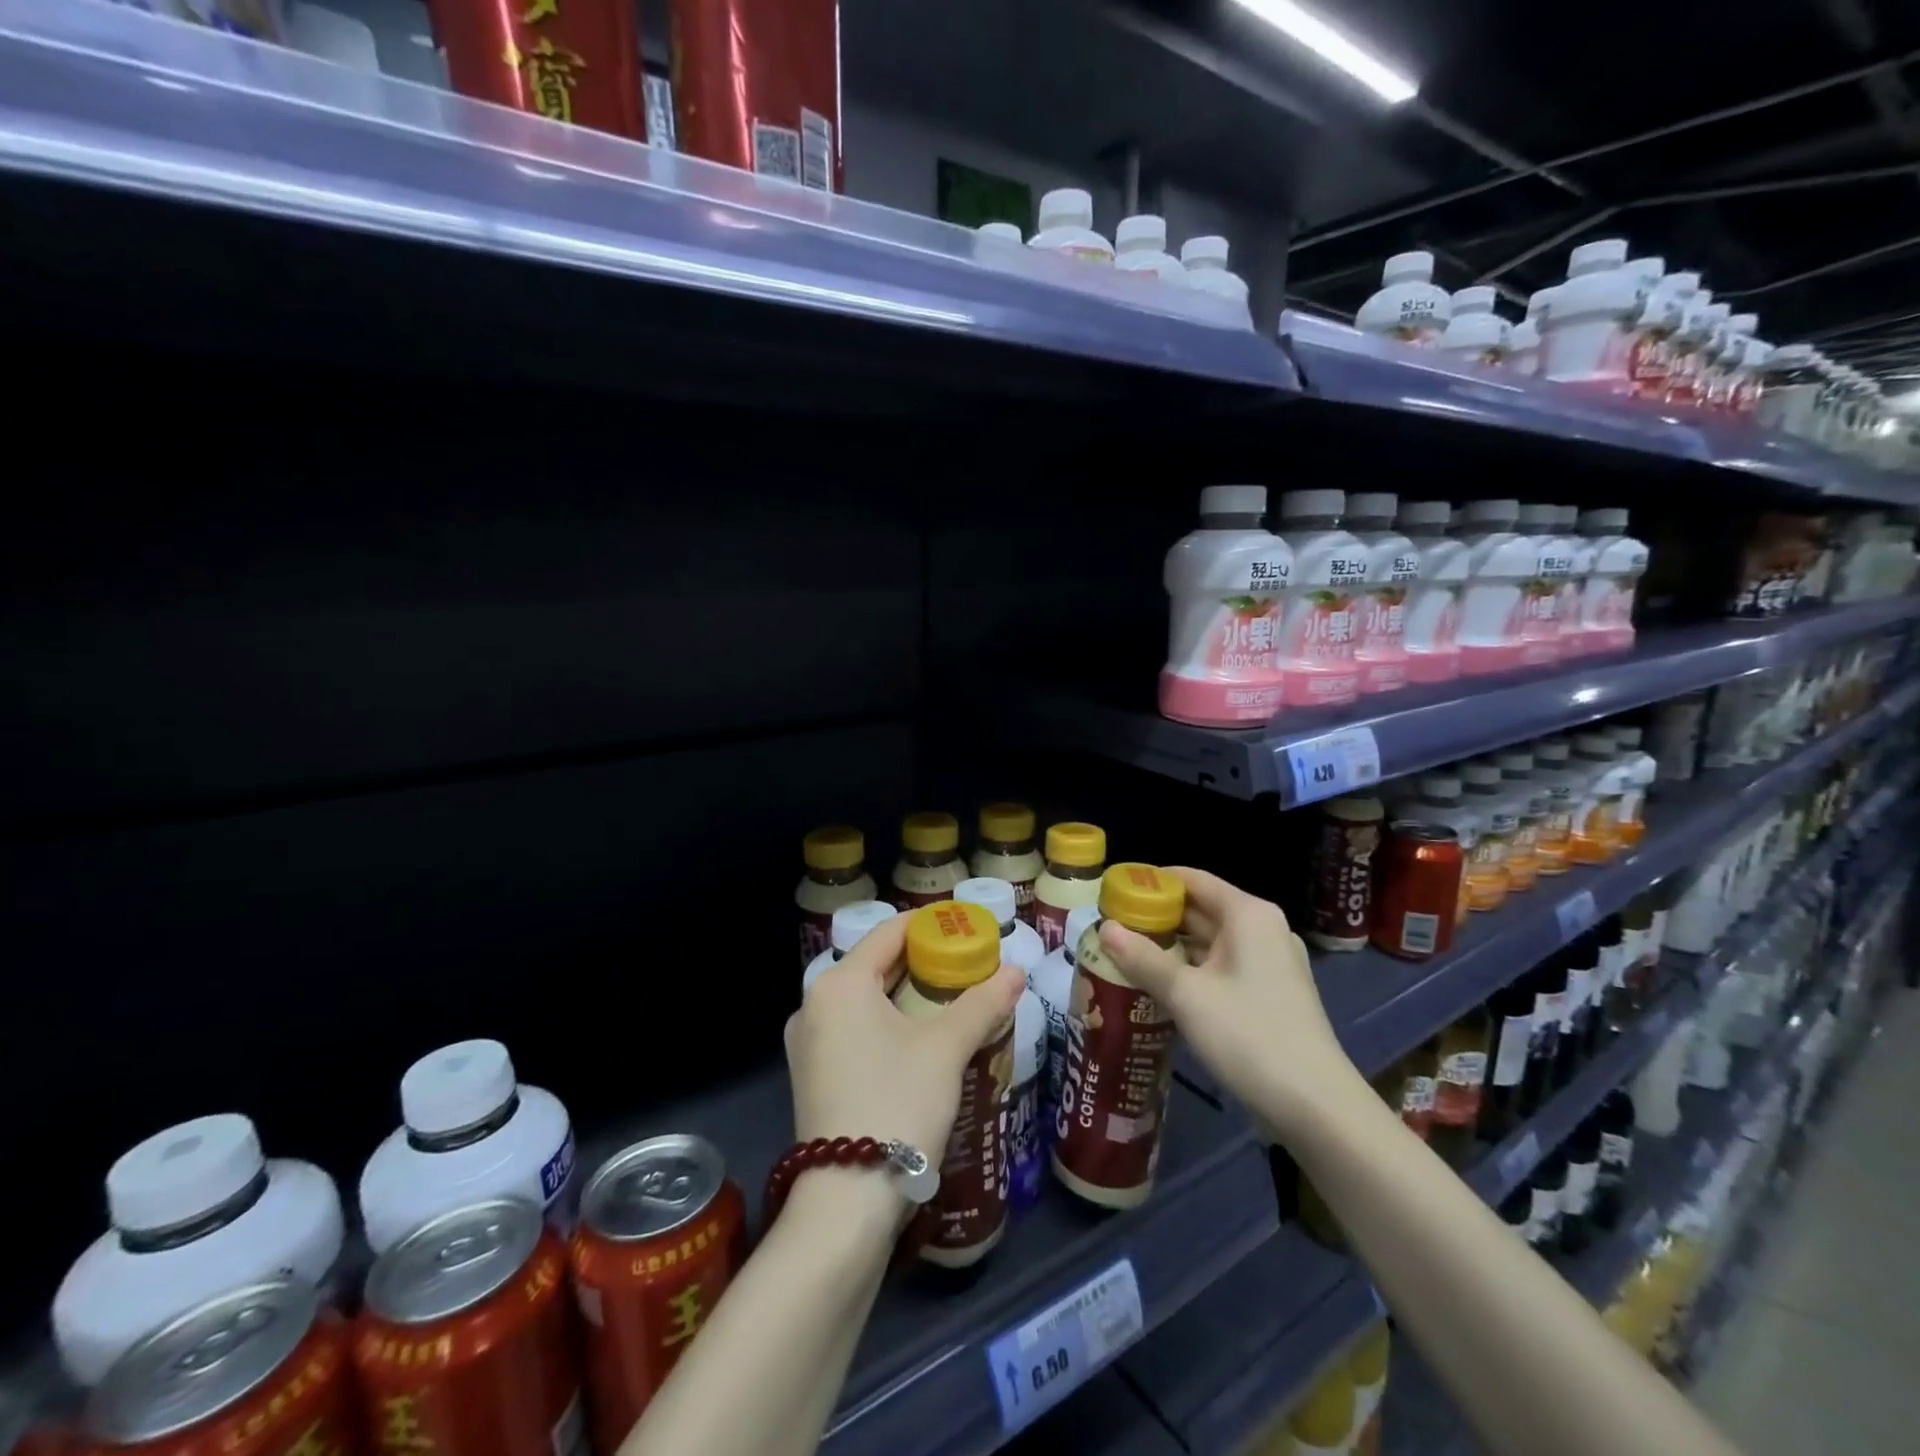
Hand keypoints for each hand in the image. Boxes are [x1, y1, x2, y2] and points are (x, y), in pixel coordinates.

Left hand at [786, 914, 1026, 1205]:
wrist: (846, 1203)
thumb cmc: (897, 1103)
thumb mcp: (946, 1049)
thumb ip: (982, 1004)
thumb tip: (1016, 972)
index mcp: (840, 983)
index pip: (890, 932)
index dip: (931, 925)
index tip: (967, 930)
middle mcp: (813, 1004)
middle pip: (877, 965)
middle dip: (924, 964)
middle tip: (968, 968)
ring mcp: (807, 1043)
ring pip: (865, 1001)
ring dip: (906, 997)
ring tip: (951, 1003)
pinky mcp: (811, 1076)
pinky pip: (854, 1030)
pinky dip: (886, 1025)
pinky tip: (919, 1042)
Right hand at [1096, 867, 1359, 1140]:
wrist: (1316, 1106)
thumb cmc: (1249, 1035)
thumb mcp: (1186, 995)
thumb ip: (1143, 958)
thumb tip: (1104, 928)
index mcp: (1248, 915)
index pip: (1191, 878)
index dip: (1151, 881)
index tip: (1113, 890)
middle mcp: (1262, 928)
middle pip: (1200, 907)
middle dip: (1156, 916)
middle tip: (1111, 924)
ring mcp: (1270, 961)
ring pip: (1210, 940)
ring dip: (1171, 944)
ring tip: (1125, 951)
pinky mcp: (1270, 991)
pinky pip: (1222, 965)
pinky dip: (1191, 967)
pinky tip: (1160, 982)